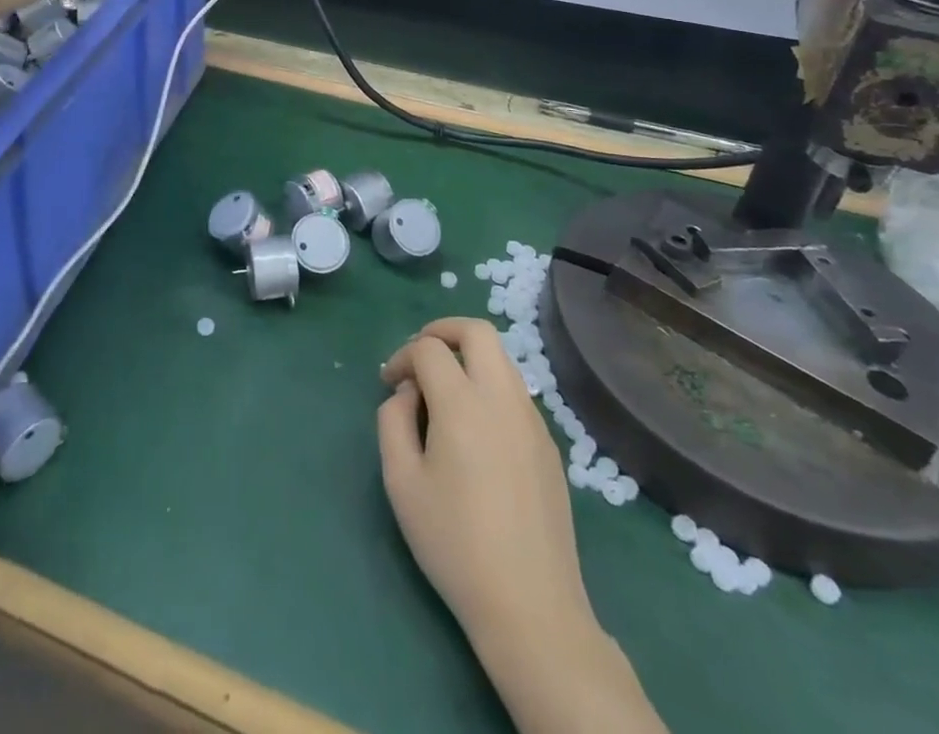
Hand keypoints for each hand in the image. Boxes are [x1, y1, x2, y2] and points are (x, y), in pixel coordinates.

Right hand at [379, 319, 588, 640]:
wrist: (530, 606)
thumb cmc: (454, 543)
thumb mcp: (401, 482)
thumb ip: (393, 421)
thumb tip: (407, 393)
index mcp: (463, 404)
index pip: (429, 348)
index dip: (402, 355)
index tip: (389, 383)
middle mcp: (502, 398)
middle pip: (477, 331)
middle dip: (443, 331)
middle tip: (420, 356)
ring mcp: (532, 420)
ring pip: (501, 358)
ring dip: (469, 358)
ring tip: (444, 392)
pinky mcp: (549, 445)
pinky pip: (515, 392)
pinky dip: (489, 387)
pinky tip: (474, 429)